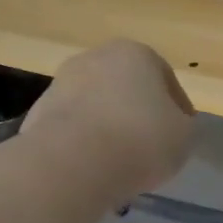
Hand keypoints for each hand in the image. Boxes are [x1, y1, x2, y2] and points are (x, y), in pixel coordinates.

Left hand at [20, 41, 195, 205]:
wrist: (72, 163)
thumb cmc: (141, 140)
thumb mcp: (184, 136)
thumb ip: (182, 125)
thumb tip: (171, 125)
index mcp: (136, 54)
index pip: (166, 79)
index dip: (178, 109)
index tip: (181, 134)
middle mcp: (95, 58)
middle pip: (126, 88)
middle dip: (137, 113)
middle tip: (149, 146)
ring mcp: (61, 84)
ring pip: (96, 106)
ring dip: (109, 128)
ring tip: (120, 162)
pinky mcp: (37, 114)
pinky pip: (73, 129)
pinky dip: (84, 144)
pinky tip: (93, 168)